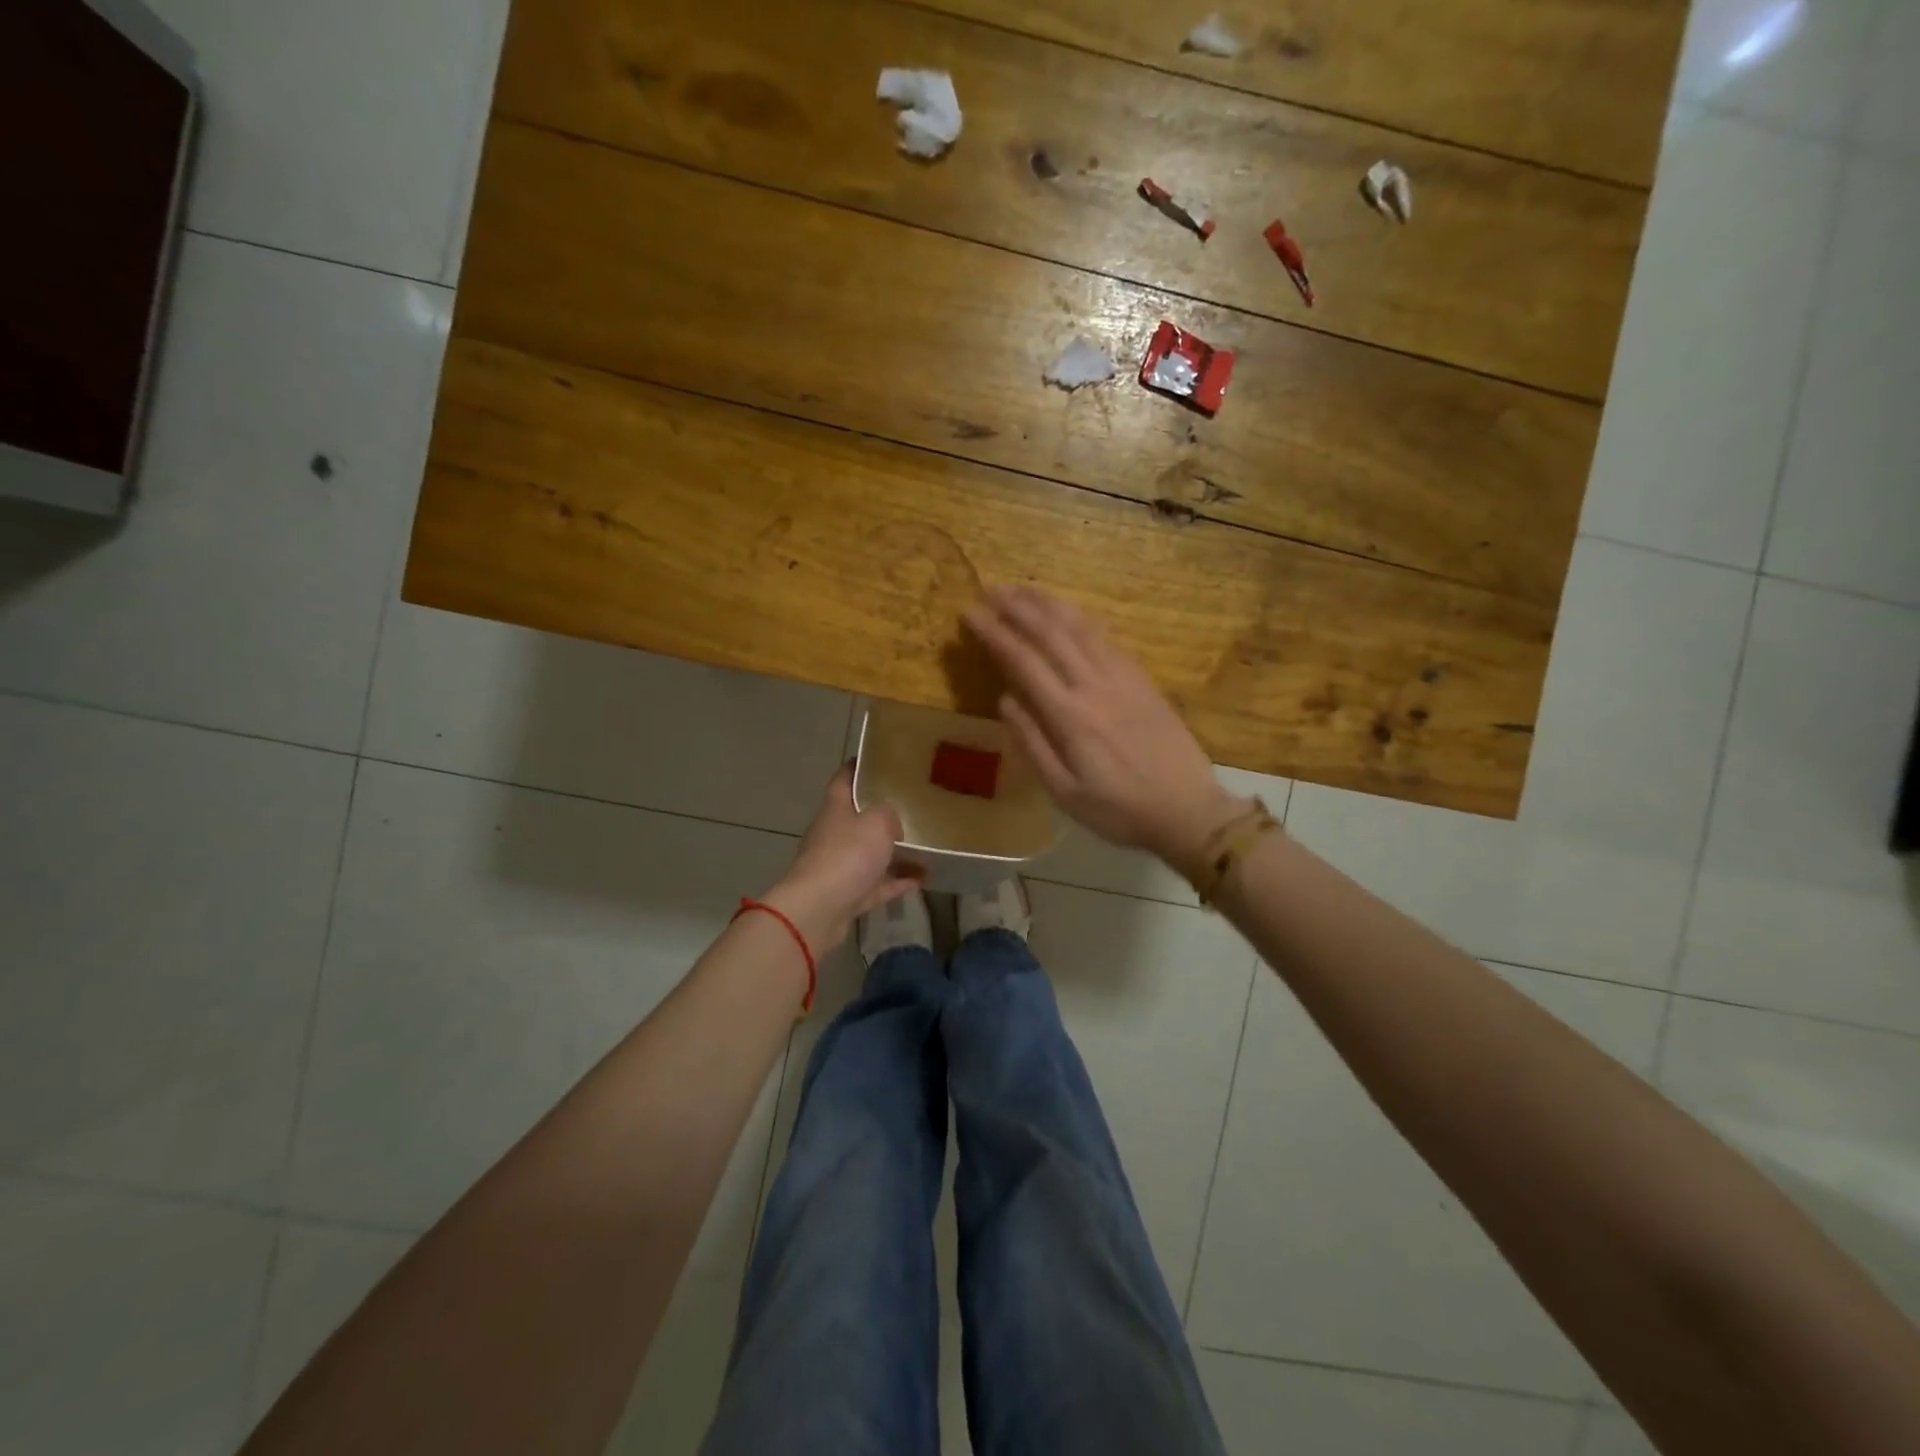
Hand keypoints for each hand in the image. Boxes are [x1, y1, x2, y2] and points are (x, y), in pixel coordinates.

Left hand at [762, 765, 922, 952]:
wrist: (819, 909)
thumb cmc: (847, 855)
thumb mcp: (877, 821)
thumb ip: (889, 814)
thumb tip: (892, 821)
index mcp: (836, 809)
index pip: (844, 779)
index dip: (858, 767)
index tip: (877, 760)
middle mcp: (834, 834)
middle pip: (858, 818)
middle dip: (882, 813)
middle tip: (913, 805)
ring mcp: (839, 866)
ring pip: (870, 854)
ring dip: (895, 853)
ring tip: (925, 847)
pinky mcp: (847, 895)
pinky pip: (877, 885)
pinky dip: (896, 881)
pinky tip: (921, 879)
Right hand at [964, 587, 1247, 874]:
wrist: (1188, 810)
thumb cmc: (1119, 810)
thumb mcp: (1065, 793)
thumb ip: (1033, 744)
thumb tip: (1005, 700)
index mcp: (1070, 716)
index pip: (1023, 661)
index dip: (994, 633)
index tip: (970, 613)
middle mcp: (1095, 686)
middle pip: (1051, 633)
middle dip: (1017, 607)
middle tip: (990, 589)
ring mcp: (1123, 677)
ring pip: (1081, 627)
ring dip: (1049, 604)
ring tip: (1023, 589)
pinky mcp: (1142, 679)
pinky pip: (1106, 637)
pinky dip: (1081, 618)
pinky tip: (1069, 612)